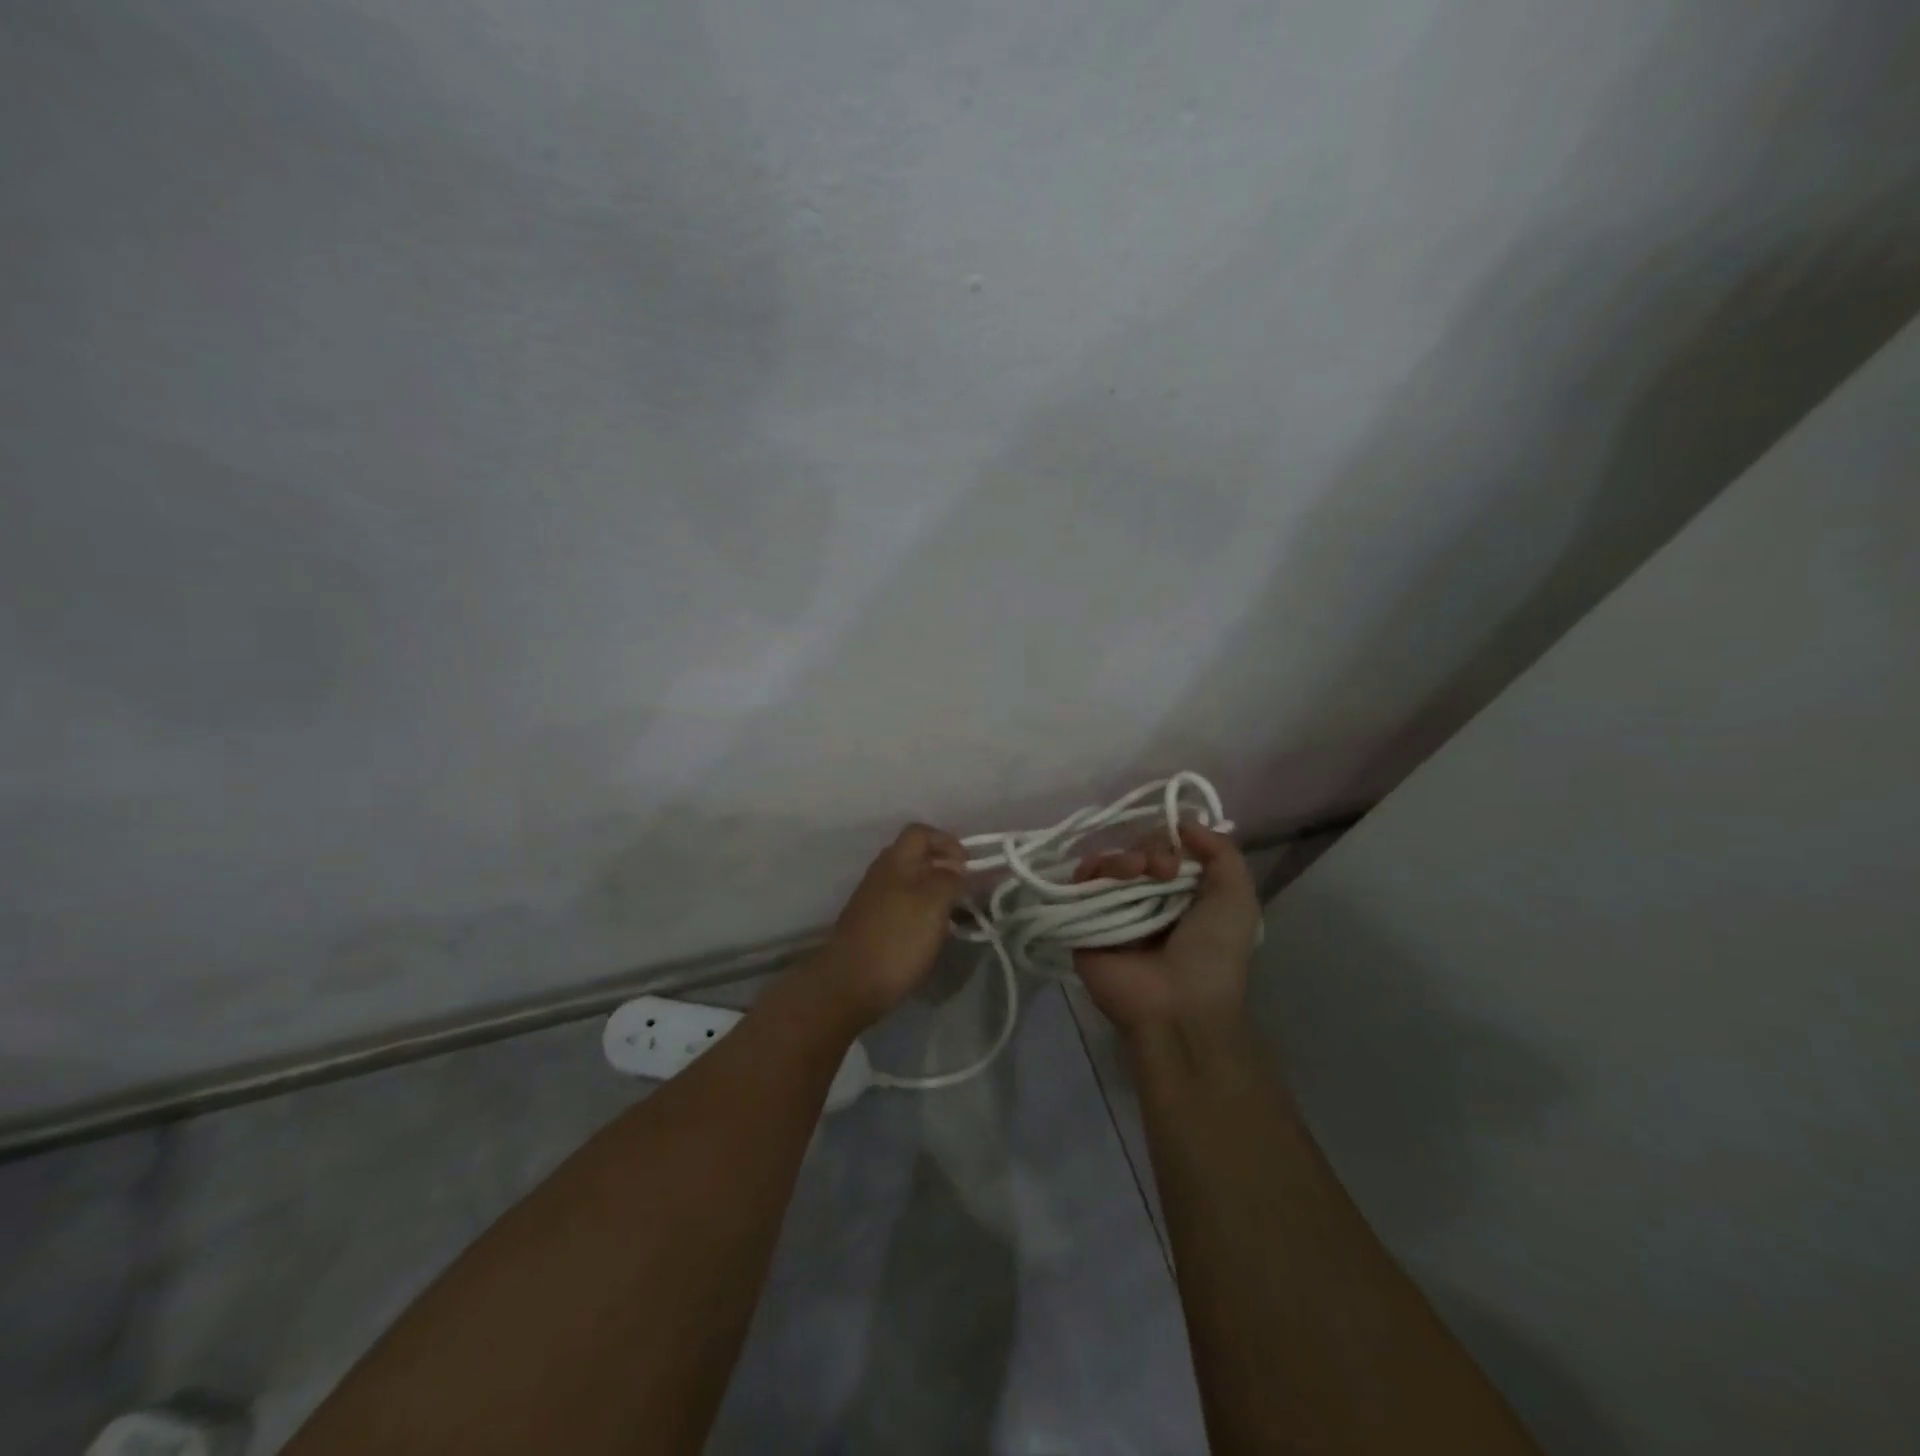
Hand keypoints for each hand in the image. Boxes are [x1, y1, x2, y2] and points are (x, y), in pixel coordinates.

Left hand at [816, 824, 968, 1027]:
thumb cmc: (897, 938)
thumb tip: (956, 869)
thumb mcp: (934, 903)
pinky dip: (923, 914)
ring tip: (955, 916)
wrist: (848, 984)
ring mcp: (874, 901)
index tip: (968, 867)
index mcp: (896, 861)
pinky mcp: (872, 926)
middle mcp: (882, 874)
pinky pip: (904, 908)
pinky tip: (934, 935)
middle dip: (945, 869)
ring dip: (936, 894)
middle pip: (917, 858)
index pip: (921, 832)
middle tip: (966, 892)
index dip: (947, 842)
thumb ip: (950, 879)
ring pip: (911, 885)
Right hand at [1072, 822, 1260, 1039]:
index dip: (1169, 842)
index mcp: (1180, 896)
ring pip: (1107, 863)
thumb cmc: (1213, 954)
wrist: (1177, 1006)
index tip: (1178, 855)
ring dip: (1121, 858)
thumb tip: (1184, 823)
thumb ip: (1222, 853)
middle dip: (1148, 849)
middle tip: (1159, 869)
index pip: (1166, 850)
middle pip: (1135, 852)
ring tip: (1135, 872)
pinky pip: (1077, 884)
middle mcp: (1145, 900)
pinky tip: (1102, 875)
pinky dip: (1089, 870)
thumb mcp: (1237, 899)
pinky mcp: (1082, 923)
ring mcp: (1112, 911)